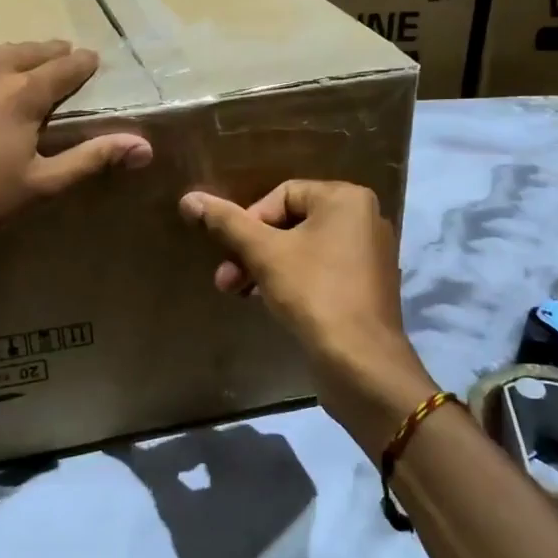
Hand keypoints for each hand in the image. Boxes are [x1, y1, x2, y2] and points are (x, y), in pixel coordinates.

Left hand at [0, 41, 149, 256]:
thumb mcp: (39, 187)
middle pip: (23, 51)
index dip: (82, 64)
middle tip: (56, 56)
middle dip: (44, 54)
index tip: (90, 60)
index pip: (65, 67)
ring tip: (2, 70)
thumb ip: (92, 159)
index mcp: (22, 93)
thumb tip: (144, 145)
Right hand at [180, 181, 434, 452]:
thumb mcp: (263, 254)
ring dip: (265, 267)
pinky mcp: (366, 286)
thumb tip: (189, 199)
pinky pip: (320, 270)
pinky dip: (292, 280)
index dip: (250, 221)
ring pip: (303, 248)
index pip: (283, 194)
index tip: (232, 252)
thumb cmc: (313, 293)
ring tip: (237, 292)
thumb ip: (227, 223)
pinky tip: (268, 302)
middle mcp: (364, 219)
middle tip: (225, 278)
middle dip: (252, 249)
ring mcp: (369, 255)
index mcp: (346, 199)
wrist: (361, 363)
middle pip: (292, 222)